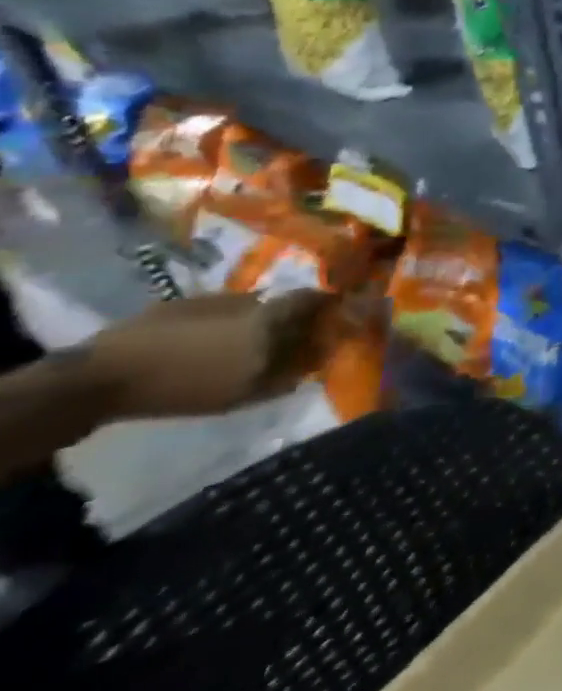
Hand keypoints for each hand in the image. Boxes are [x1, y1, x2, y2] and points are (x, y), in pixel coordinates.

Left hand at [82, 290, 336, 422]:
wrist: (96, 381)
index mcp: (268, 314)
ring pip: (253, 308)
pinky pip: (222, 314)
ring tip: (255, 349)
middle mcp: (247, 299)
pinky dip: (229, 328)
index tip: (337, 321)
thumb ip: (284, 377)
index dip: (329, 306)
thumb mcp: (240, 393)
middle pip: (285, 303)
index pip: (315, 298)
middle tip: (295, 341)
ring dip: (261, 324)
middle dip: (296, 319)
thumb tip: (312, 366)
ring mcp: (210, 301)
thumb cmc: (179, 388)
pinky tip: (218, 350)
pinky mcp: (178, 308)